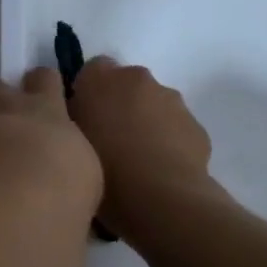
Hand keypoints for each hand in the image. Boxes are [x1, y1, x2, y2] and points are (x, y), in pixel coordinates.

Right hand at [67, 58, 213, 236]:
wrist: (161, 198)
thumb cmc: (104, 169)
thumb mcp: (71, 142)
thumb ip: (73, 119)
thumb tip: (79, 114)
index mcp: (102, 79)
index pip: (92, 69)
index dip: (88, 91)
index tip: (85, 118)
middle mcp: (138, 79)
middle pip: (126, 84)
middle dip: (119, 104)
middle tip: (109, 140)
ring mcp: (172, 101)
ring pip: (154, 105)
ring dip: (145, 122)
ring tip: (136, 160)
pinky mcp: (196, 126)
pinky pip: (175, 128)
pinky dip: (167, 141)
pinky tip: (159, 170)